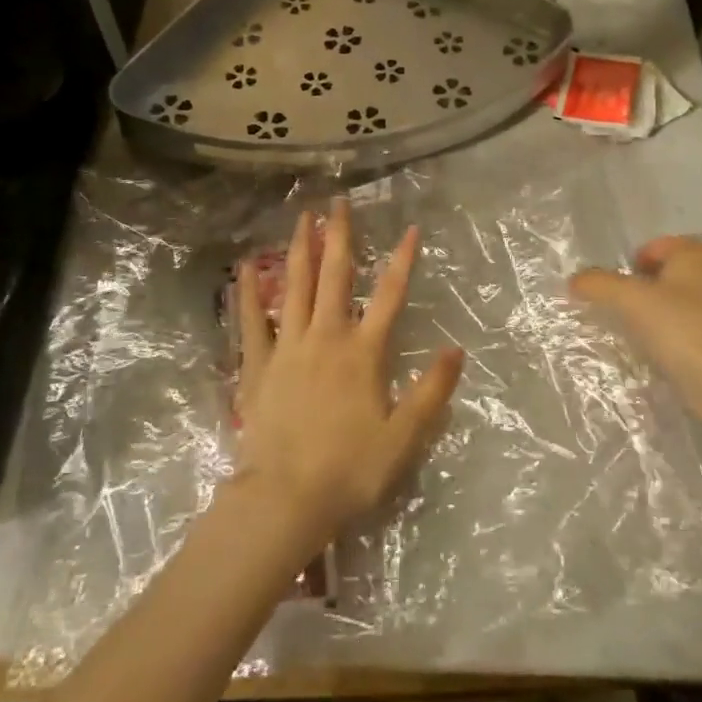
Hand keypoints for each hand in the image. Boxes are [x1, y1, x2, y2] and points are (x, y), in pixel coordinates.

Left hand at [233, 198, 463, 550]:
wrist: (284, 499)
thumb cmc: (349, 470)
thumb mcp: (403, 437)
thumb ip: (431, 391)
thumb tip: (456, 349)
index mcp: (362, 352)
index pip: (390, 295)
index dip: (402, 260)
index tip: (410, 228)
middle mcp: (325, 337)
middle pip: (335, 276)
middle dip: (340, 236)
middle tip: (339, 202)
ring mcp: (287, 348)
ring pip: (295, 287)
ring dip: (301, 249)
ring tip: (303, 217)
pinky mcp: (257, 366)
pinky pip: (252, 321)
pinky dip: (249, 293)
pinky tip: (245, 268)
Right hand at [571, 236, 701, 422]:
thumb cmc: (678, 328)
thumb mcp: (628, 300)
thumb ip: (598, 284)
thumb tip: (575, 280)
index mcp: (696, 256)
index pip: (658, 245)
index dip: (633, 262)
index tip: (616, 285)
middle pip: (668, 275)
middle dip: (643, 288)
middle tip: (620, 308)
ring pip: (679, 303)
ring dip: (657, 314)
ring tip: (635, 333)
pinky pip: (690, 330)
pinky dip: (672, 337)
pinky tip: (658, 354)